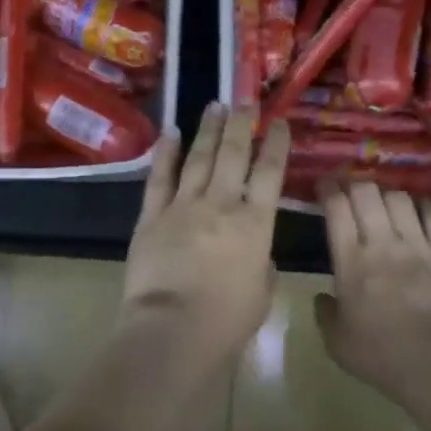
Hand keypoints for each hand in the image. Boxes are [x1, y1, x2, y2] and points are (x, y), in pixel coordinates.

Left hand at [121, 103, 289, 371]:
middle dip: (242, 124)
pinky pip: (160, 178)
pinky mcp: (152, 216)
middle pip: (234, 154)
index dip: (276, 144)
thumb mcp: (261, 293)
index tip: (279, 122)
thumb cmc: (225, 320)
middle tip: (246, 101)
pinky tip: (171, 133)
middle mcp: (221, 204)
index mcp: (255, 224)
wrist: (172, 330)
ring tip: (215, 105)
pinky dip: (166, 153)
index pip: (270, 173)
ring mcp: (183, 206)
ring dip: (208, 129)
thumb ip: (262, 264)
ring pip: (199, 158)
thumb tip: (256, 253)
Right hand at [314, 178, 430, 399]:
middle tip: (349, 187)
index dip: (328, 189)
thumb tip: (322, 298)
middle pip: (368, 193)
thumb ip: (325, 314)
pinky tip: (419, 206)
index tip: (323, 184)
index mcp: (351, 261)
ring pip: (401, 199)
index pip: (336, 208)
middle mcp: (383, 244)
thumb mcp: (336, 342)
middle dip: (355, 183)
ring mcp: (419, 246)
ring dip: (387, 193)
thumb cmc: (380, 356)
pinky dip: (424, 205)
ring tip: (383, 198)